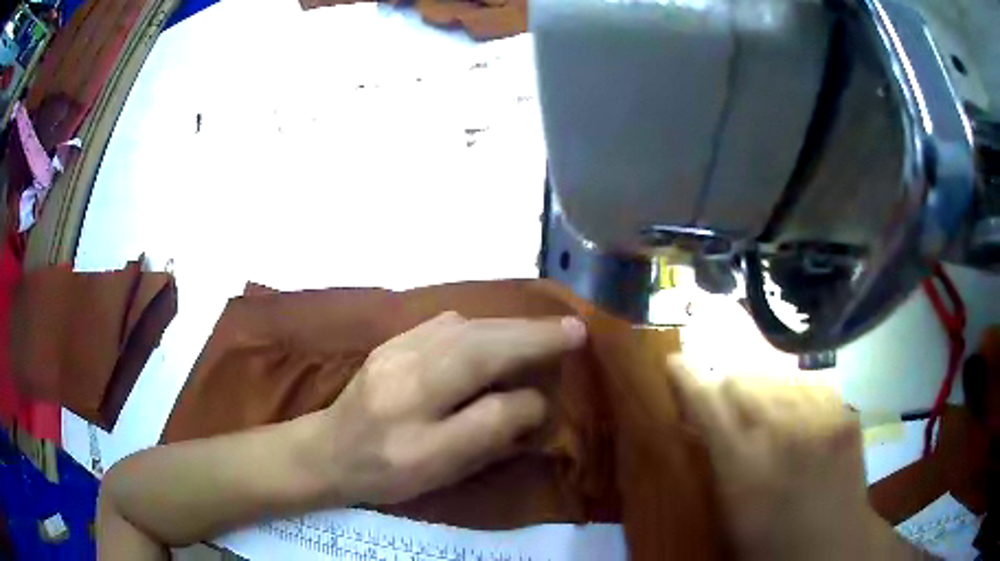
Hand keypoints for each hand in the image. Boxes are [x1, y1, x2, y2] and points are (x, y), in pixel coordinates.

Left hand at [310, 312, 586, 505]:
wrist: (328, 451)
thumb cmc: (386, 470)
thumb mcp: (439, 466)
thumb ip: (487, 431)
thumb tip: (531, 399)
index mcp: (416, 406)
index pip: (489, 378)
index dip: (534, 366)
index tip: (575, 344)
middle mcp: (406, 367)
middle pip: (480, 341)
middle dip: (530, 332)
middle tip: (572, 327)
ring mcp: (396, 348)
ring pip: (464, 327)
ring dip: (508, 325)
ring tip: (543, 330)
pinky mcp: (392, 341)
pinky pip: (443, 324)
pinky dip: (480, 324)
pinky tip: (493, 333)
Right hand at [668, 356, 909, 560]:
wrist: (833, 546)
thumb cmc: (769, 543)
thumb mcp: (728, 514)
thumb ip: (716, 464)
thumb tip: (703, 426)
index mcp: (743, 466)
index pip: (707, 405)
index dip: (687, 379)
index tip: (673, 362)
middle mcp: (782, 432)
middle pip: (743, 381)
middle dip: (729, 391)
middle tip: (731, 410)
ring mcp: (820, 419)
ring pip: (778, 379)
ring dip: (765, 394)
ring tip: (770, 419)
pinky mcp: (844, 415)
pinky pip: (811, 387)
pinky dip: (798, 399)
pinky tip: (800, 421)